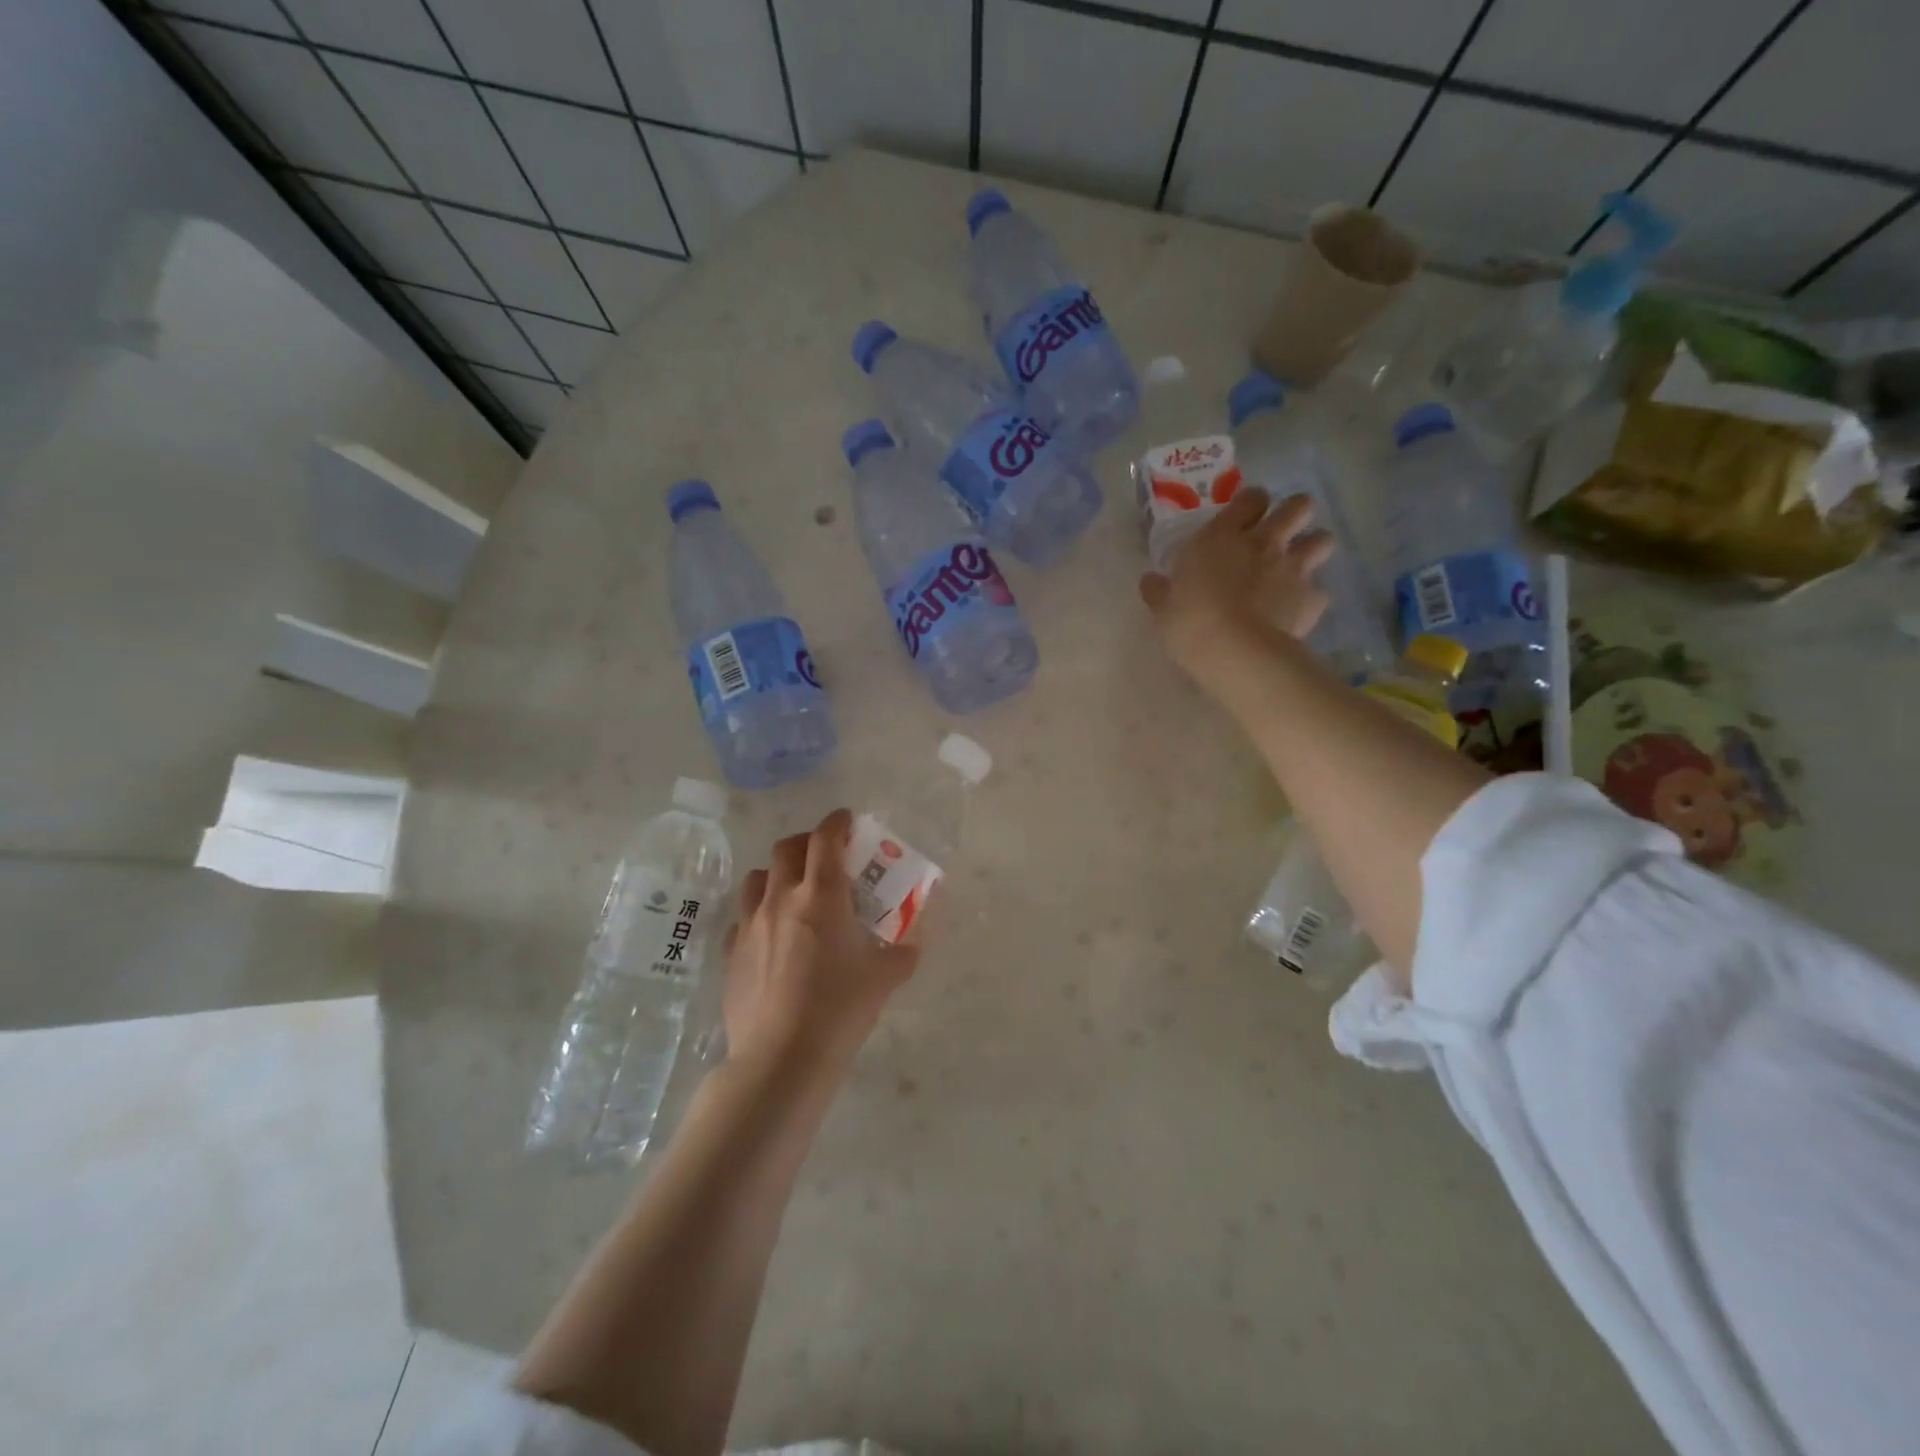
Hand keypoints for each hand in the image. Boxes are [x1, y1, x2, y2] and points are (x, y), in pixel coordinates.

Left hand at [720, 809, 918, 1085]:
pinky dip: (758, 914)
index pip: (826, 838)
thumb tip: (914, 941)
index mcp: (821, 895)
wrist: (781, 1058)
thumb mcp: (884, 978)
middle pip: (787, 848)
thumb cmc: (839, 1010)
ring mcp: (750, 924)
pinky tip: (771, 936)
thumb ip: (903, 951)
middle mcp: (781, 899)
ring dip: (777, 874)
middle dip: (807, 843)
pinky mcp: (731, 952)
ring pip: (757, 878)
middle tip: (825, 857)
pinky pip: (742, 918)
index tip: (848, 821)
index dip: (838, 822)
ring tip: (793, 892)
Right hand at [1139, 488, 1333, 689]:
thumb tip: (1149, 581)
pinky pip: (1320, 590)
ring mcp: (1293, 568)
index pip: (1251, 498)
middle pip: (1299, 506)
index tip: (1246, 517)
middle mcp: (1264, 542)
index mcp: (1222, 537)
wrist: (1235, 652)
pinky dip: (1311, 597)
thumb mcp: (1163, 608)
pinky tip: (1297, 609)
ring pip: (1323, 539)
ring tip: (1300, 565)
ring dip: (1314, 547)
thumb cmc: (1191, 623)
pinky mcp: (1312, 598)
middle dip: (1295, 514)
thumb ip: (1159, 591)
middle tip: (1282, 532)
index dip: (1252, 503)